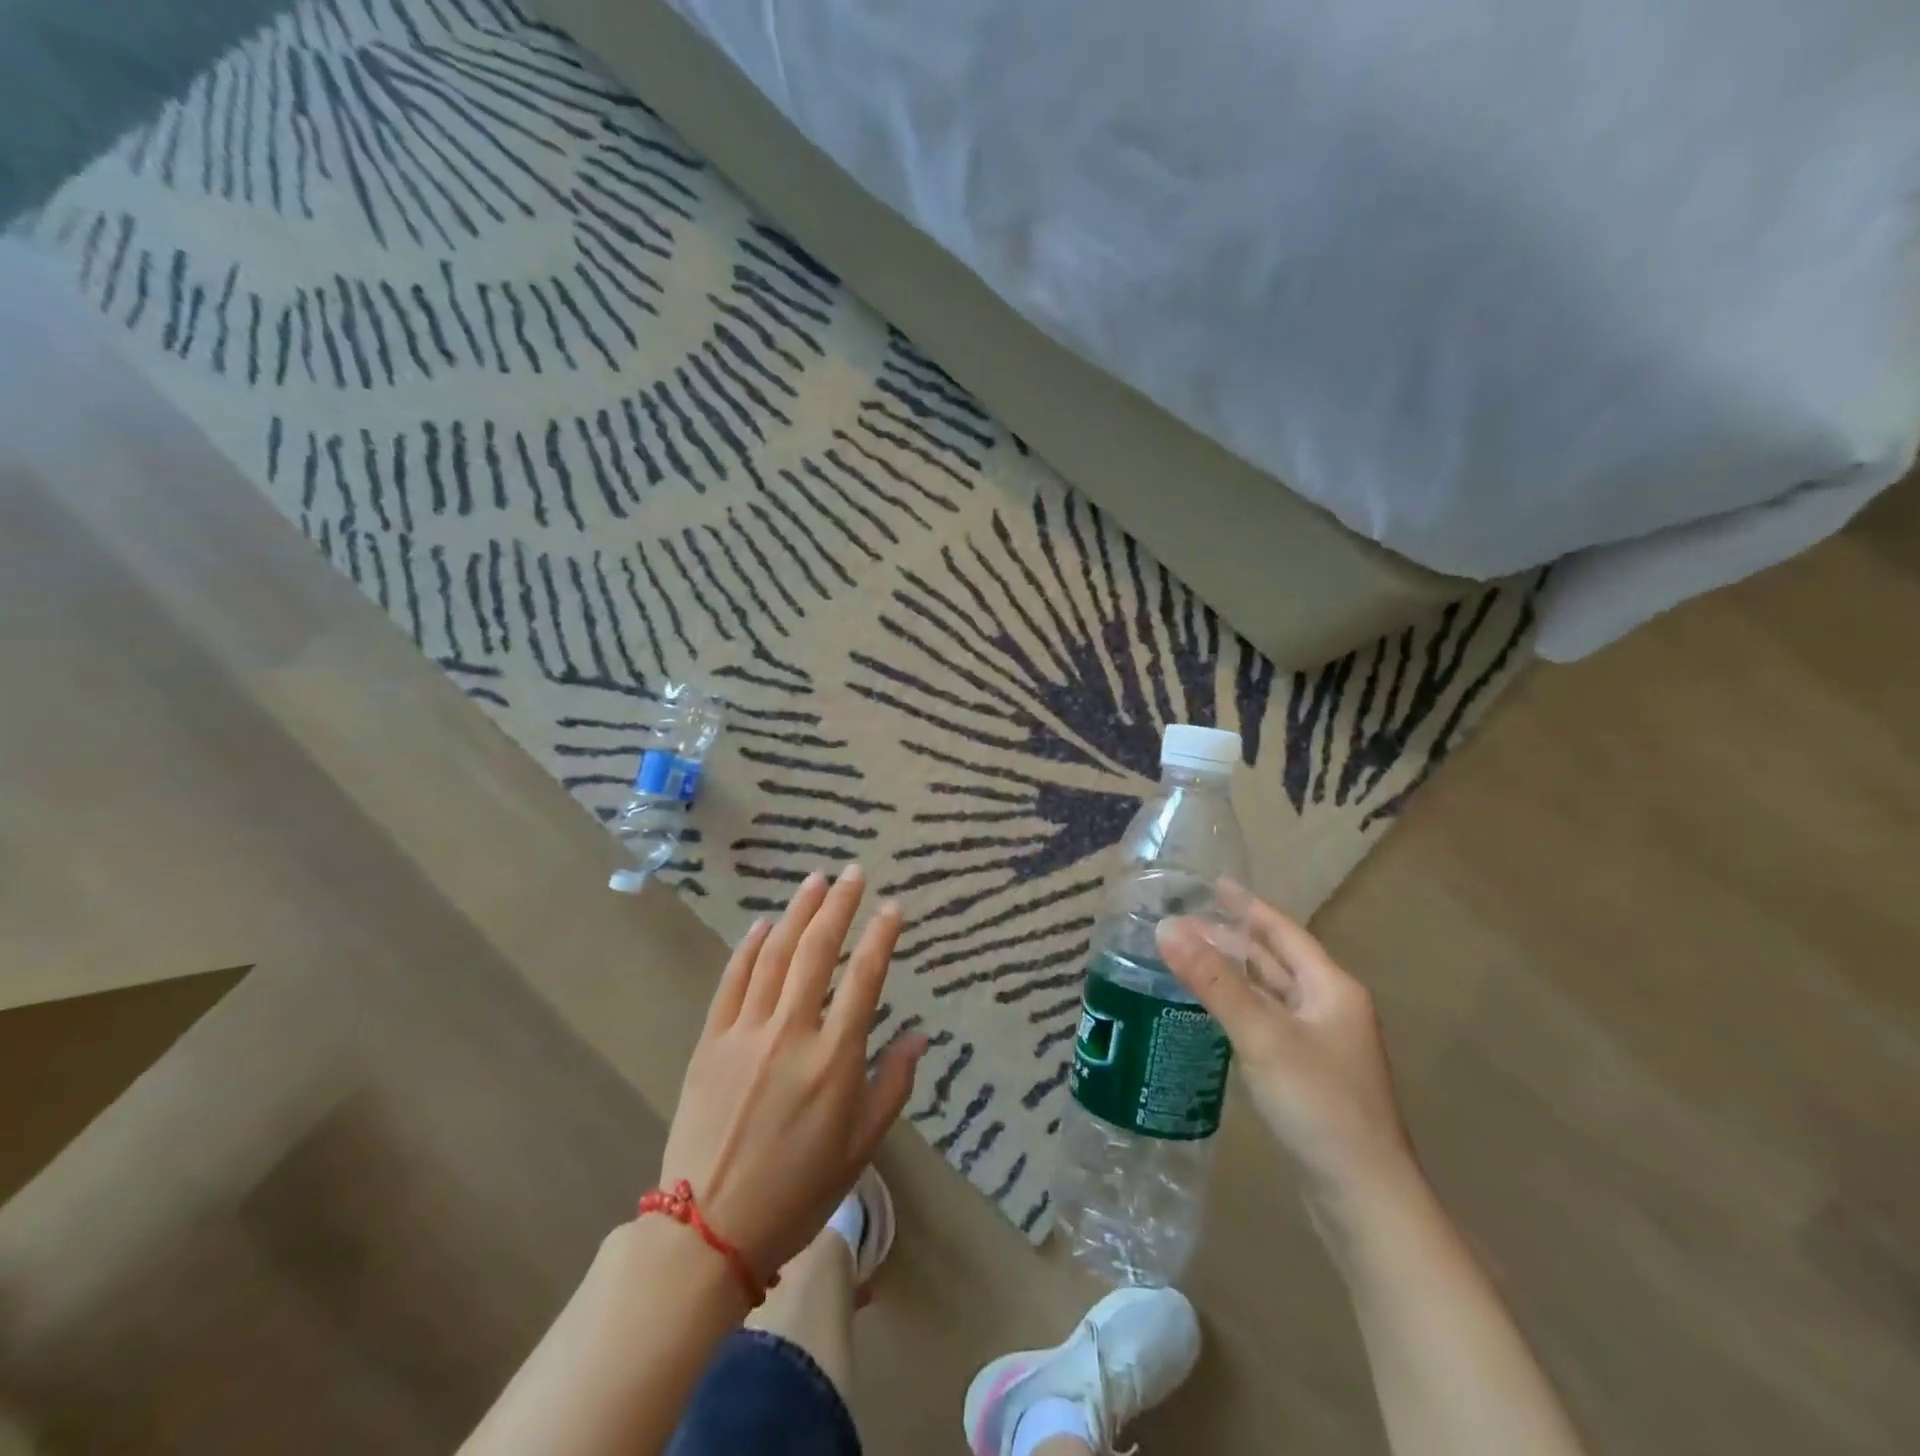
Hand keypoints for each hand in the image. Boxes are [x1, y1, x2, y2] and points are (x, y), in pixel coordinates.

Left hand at [659, 866, 928, 1281]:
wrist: (708, 1229)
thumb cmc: (797, 1192)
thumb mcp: (860, 1148)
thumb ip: (893, 1085)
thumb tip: (919, 1036)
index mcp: (834, 1058)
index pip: (864, 978)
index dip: (880, 936)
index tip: (892, 906)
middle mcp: (792, 1032)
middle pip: (818, 951)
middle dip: (838, 905)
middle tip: (852, 872)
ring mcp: (746, 1032)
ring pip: (775, 955)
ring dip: (798, 913)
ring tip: (815, 881)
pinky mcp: (711, 1041)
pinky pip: (733, 981)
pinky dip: (750, 947)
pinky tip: (764, 925)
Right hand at [1157, 886, 1414, 1206]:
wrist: (1364, 1198)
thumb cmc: (1319, 1105)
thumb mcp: (1262, 1035)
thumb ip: (1213, 982)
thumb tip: (1166, 928)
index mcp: (1331, 989)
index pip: (1283, 932)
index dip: (1248, 906)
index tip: (1214, 883)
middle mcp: (1330, 1009)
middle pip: (1275, 961)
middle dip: (1233, 939)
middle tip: (1185, 921)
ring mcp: (1320, 1044)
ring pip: (1270, 993)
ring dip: (1233, 973)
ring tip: (1190, 956)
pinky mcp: (1306, 1074)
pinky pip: (1266, 1022)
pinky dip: (1238, 1007)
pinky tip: (1210, 1011)